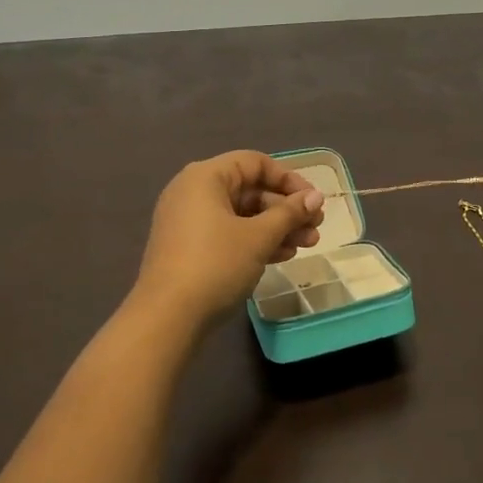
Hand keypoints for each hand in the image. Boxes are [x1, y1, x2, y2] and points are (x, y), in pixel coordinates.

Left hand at [130, 151, 325, 332]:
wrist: (166, 318)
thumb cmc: (215, 264)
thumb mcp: (258, 237)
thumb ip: (289, 213)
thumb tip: (316, 197)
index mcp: (205, 177)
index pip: (254, 163)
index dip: (288, 179)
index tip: (314, 201)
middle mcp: (194, 192)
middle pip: (250, 190)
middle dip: (286, 209)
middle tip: (316, 227)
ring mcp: (189, 222)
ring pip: (242, 215)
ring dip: (276, 227)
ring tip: (307, 245)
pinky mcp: (189, 248)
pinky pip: (229, 233)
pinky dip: (255, 241)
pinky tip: (283, 256)